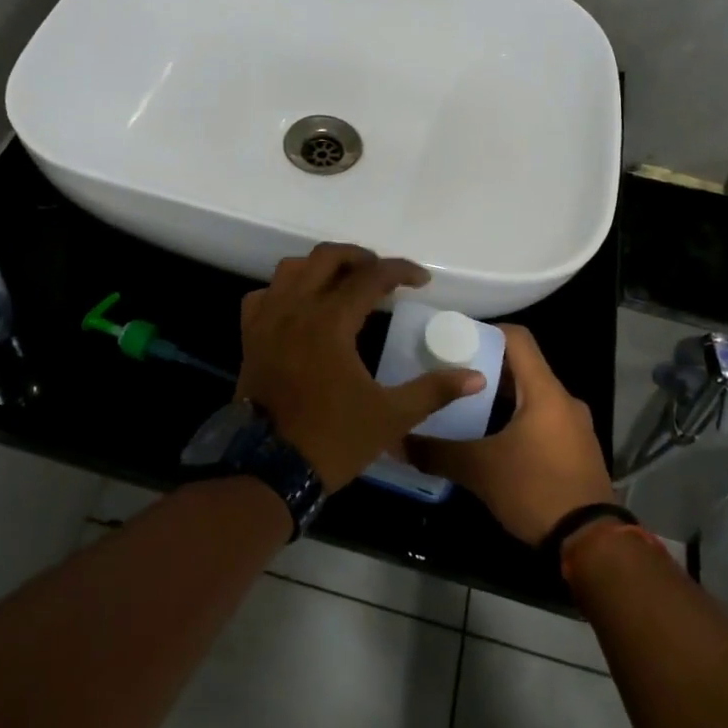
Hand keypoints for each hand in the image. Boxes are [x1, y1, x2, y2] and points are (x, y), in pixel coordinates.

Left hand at [238, 244, 485, 491]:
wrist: (269, 470)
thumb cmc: (333, 440)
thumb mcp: (391, 417)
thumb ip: (433, 390)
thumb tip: (477, 377)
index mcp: (331, 321)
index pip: (371, 277)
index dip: (400, 271)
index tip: (422, 280)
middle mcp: (297, 308)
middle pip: (327, 257)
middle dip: (359, 257)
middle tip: (382, 274)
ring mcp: (268, 320)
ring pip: (291, 268)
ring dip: (320, 266)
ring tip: (343, 282)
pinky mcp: (250, 336)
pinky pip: (263, 295)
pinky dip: (283, 291)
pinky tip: (299, 306)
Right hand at [407, 325, 616, 544]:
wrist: (592, 544)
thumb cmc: (536, 489)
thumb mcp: (480, 470)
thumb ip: (438, 452)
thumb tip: (399, 441)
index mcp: (545, 391)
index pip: (518, 338)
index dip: (486, 331)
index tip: (456, 340)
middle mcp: (564, 400)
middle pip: (523, 368)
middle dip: (487, 369)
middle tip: (452, 376)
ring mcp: (575, 427)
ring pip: (533, 397)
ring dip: (503, 398)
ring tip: (466, 408)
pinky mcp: (578, 451)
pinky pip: (544, 421)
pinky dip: (518, 420)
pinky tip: (493, 440)